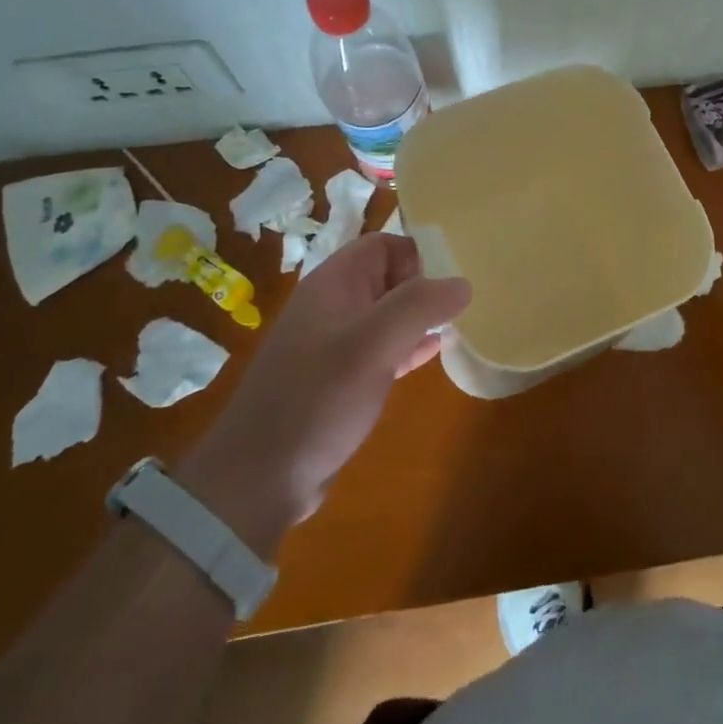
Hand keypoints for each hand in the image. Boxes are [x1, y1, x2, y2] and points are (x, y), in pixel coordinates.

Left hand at [178, 234, 469, 549]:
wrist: (259, 478)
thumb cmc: (318, 398)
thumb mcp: (374, 344)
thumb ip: (420, 306)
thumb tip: (462, 283)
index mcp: (333, 284)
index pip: (383, 245)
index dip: (416, 257)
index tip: (444, 288)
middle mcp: (332, 306)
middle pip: (386, 277)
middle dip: (423, 287)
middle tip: (458, 309)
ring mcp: (333, 344)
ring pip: (385, 314)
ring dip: (417, 318)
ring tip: (457, 325)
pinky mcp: (338, 379)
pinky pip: (381, 348)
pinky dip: (407, 346)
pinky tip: (433, 353)